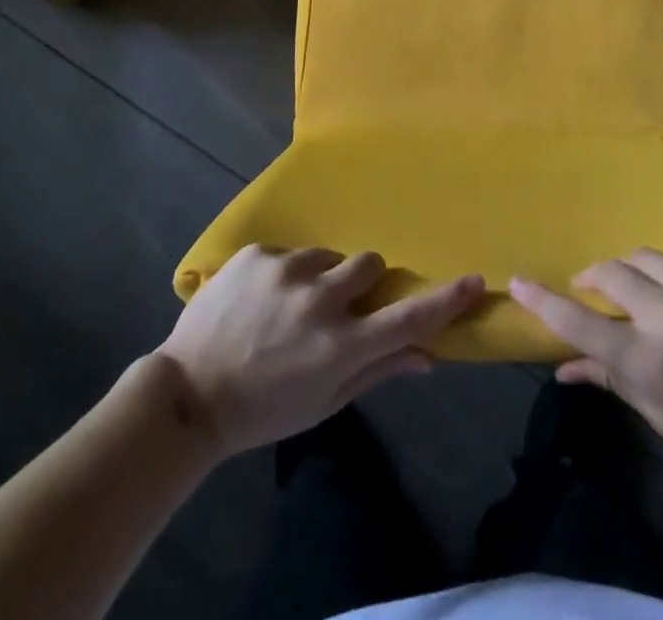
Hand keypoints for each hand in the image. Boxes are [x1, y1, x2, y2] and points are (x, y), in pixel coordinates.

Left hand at [157, 244, 483, 455]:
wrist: (188, 393)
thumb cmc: (263, 409)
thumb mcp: (324, 402)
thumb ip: (378, 371)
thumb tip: (428, 355)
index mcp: (339, 347)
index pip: (406, 318)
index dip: (444, 299)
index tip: (474, 280)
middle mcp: (319, 301)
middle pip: (370, 264)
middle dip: (363, 282)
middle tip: (338, 305)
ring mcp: (285, 271)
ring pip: (328, 255)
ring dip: (321, 276)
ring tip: (290, 305)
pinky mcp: (257, 254)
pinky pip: (290, 253)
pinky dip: (285, 273)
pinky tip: (260, 299)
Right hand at [510, 250, 662, 479]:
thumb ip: (612, 381)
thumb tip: (563, 367)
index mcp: (648, 361)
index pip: (579, 324)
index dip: (544, 301)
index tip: (517, 282)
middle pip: (608, 274)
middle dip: (593, 278)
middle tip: (593, 289)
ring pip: (642, 257)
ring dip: (632, 272)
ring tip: (644, 291)